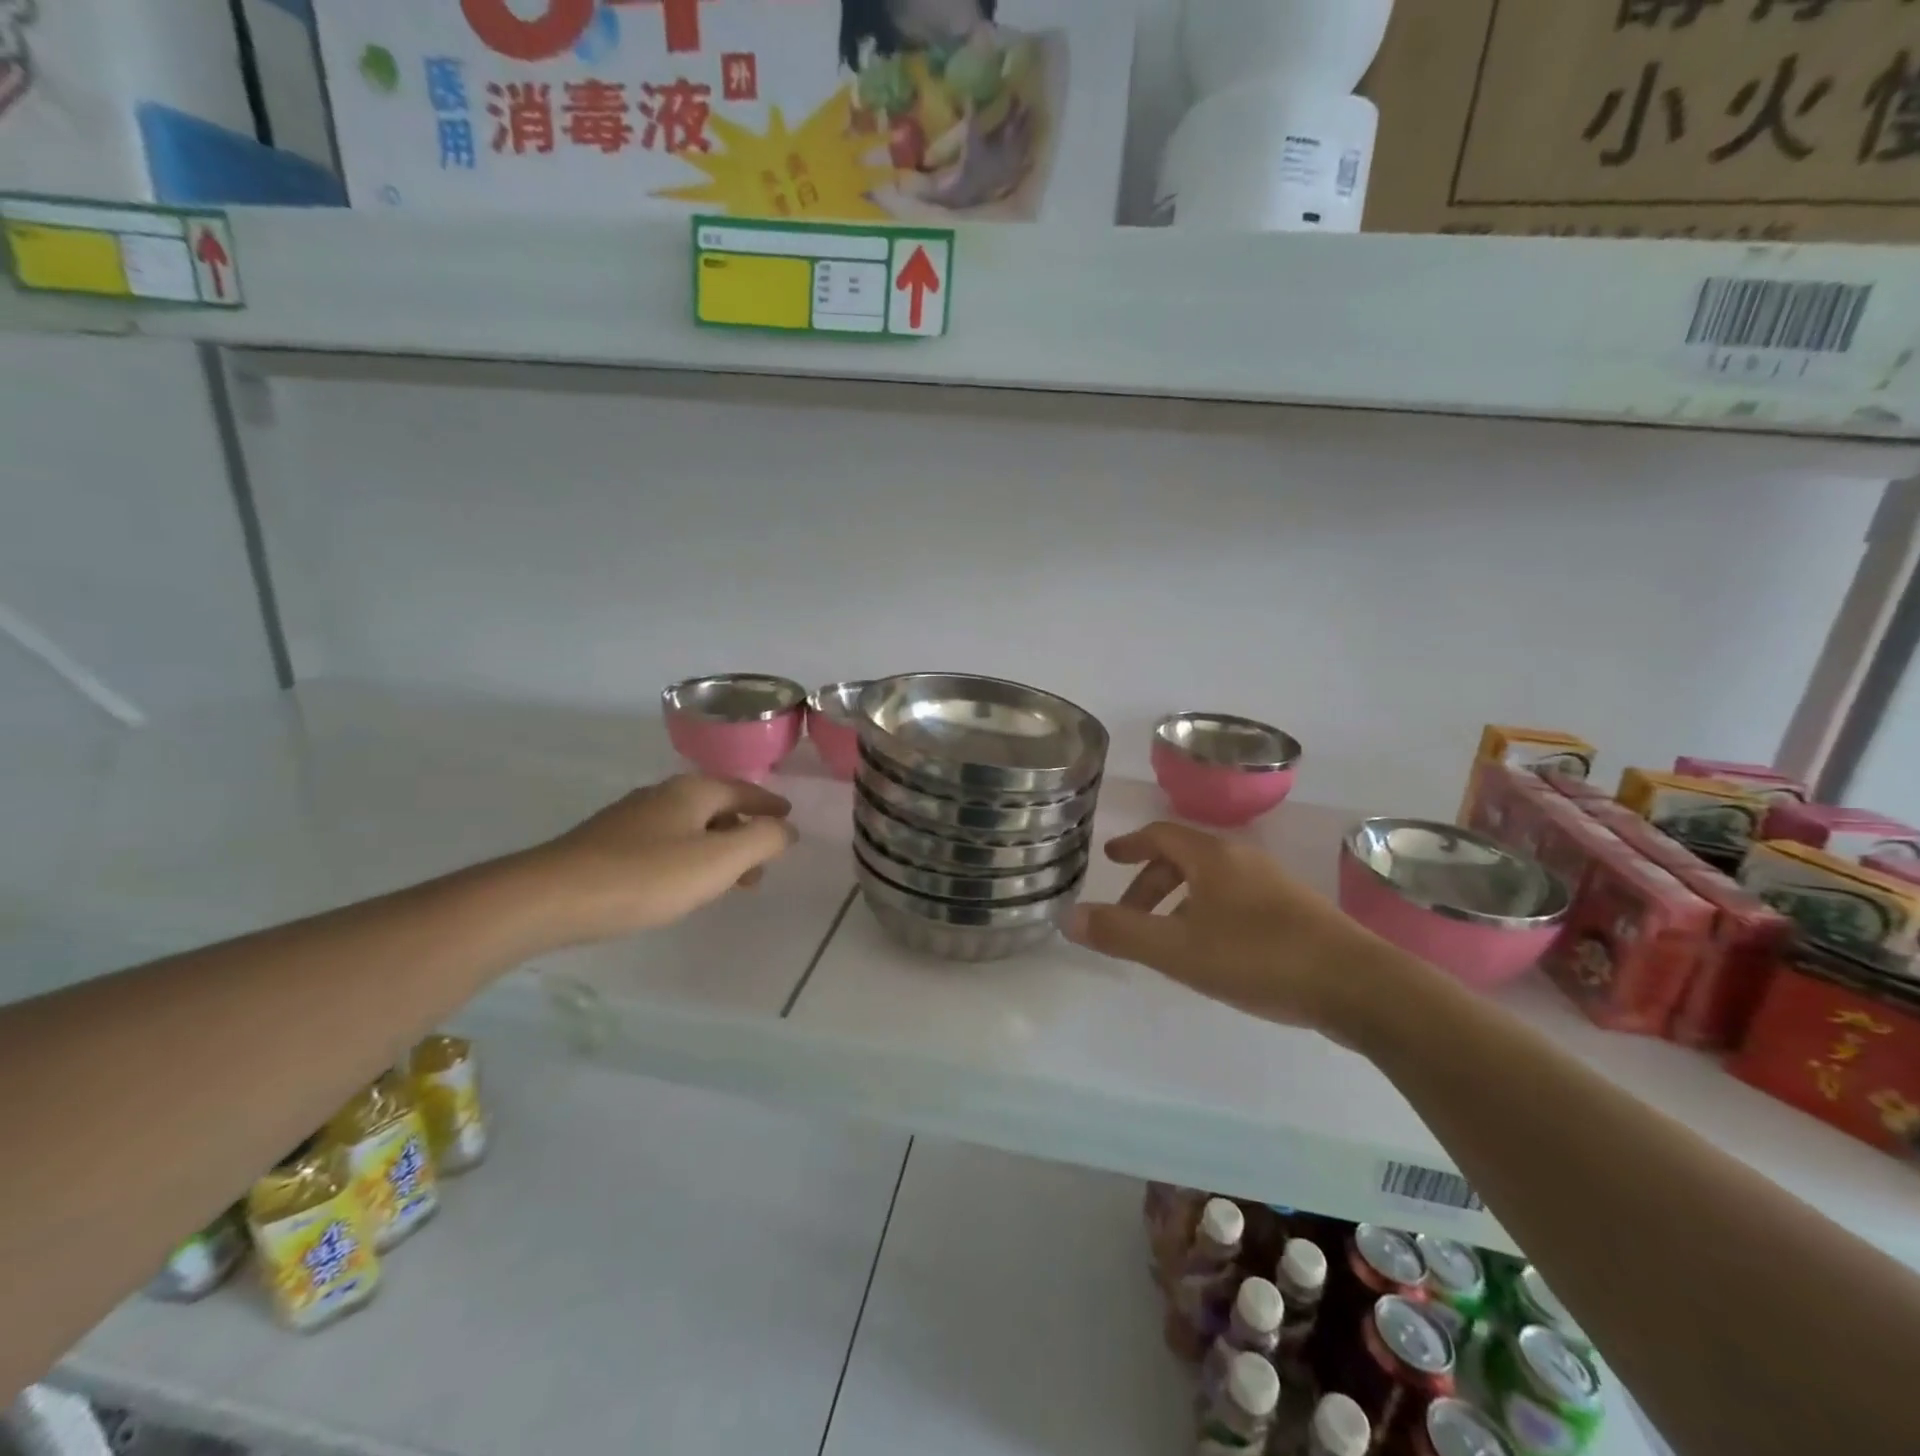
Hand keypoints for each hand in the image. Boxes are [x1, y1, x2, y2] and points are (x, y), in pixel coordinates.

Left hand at [531, 775, 797, 943]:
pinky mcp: (607, 844)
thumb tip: (786, 829)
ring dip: (716, 849)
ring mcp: (630, 818)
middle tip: (761, 865)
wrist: (549, 898)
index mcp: (692, 791)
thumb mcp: (718, 861)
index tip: (788, 819)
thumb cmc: (645, 877)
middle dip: (744, 832)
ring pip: (689, 827)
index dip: (768, 806)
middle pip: (716, 808)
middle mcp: (662, 795)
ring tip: (727, 882)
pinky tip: (680, 883)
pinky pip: (665, 843)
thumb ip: (761, 841)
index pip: (743, 790)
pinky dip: (687, 857)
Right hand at [1064, 821, 1394, 1034]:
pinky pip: (1236, 900)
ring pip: (1212, 881)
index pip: (1161, 835)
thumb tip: (1067, 918)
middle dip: (1151, 882)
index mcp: (1213, 858)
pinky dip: (1208, 914)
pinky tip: (1213, 953)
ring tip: (1166, 939)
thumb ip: (1121, 934)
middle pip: (1185, 858)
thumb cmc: (1258, 957)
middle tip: (1129, 914)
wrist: (1359, 986)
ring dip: (1180, 901)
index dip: (1131, 845)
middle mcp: (1243, 860)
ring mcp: (1274, 886)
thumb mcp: (1178, 950)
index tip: (1110, 858)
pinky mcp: (1296, 913)